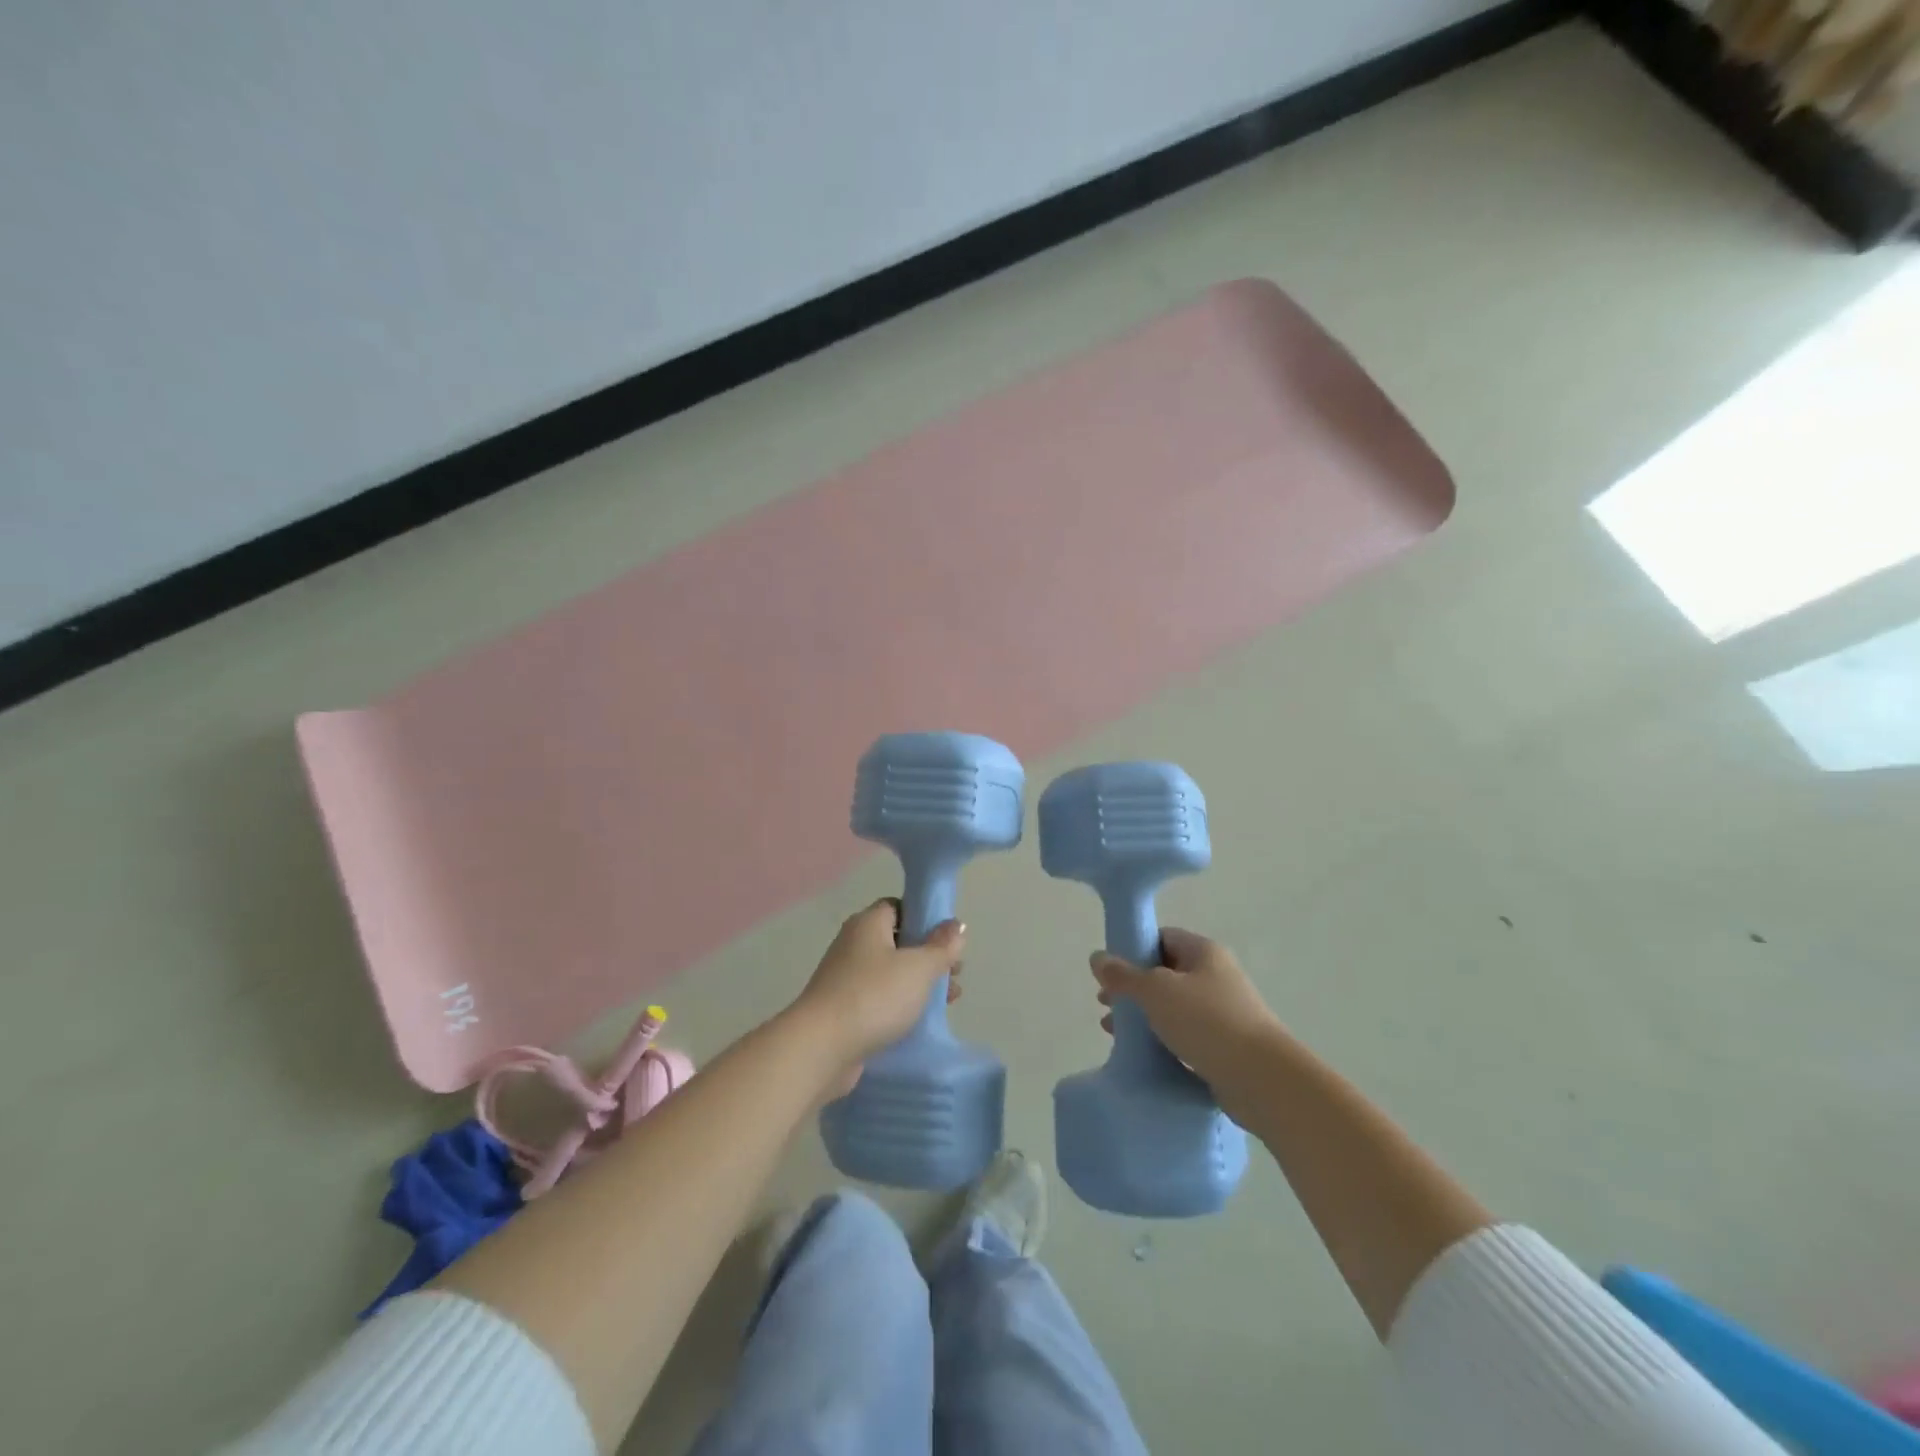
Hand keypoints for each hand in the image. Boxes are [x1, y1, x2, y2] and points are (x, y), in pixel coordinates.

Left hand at [792, 898, 965, 1095]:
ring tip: (948, 1001)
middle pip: (898, 941)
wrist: (821, 1048)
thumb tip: (956, 925)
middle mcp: (853, 944)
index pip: (898, 906)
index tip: (948, 938)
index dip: (925, 917)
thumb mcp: (919, 967)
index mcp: (867, 924)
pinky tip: (920, 1022)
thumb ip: (942, 946)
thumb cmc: (874, 996)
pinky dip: (900, 1006)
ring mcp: (845, 978)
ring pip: (890, 973)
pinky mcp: (843, 1010)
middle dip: (928, 956)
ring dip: (918, 984)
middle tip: (955, 974)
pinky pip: (879, 999)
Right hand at [1090, 928, 1282, 1118]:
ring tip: (1114, 1031)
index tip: (1109, 970)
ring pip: (1174, 1007)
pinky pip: (1185, 1035)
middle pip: (1165, 973)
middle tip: (1105, 1003)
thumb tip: (1097, 957)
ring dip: (1144, 1016)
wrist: (1262, 1079)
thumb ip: (1124, 975)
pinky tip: (1142, 1053)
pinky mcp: (1225, 1046)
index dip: (1133, 949)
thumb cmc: (1207, 1021)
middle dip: (1133, 987)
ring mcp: (1223, 1012)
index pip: (1162, 938)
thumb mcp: (1156, 991)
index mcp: (1204, 952)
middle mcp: (1216, 976)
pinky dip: (1162, 1040)